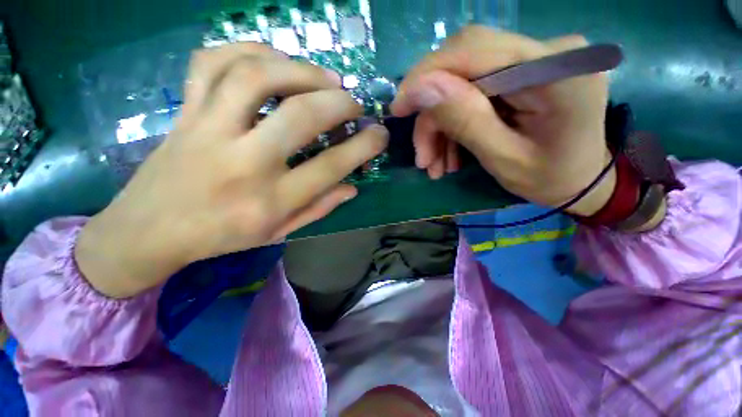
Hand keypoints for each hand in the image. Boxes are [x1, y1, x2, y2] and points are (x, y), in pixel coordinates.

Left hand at [76, 43, 388, 297]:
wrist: (149, 229)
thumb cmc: (222, 237)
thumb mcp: (278, 232)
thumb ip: (319, 208)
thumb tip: (351, 187)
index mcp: (271, 200)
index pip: (331, 167)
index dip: (363, 147)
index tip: (380, 135)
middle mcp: (244, 161)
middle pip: (300, 116)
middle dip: (340, 104)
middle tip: (355, 103)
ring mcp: (209, 129)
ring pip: (257, 77)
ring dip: (301, 69)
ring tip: (326, 77)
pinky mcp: (186, 112)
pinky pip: (212, 62)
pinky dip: (249, 50)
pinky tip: (275, 60)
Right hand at [391, 27, 614, 215]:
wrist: (580, 180)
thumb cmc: (550, 179)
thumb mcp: (503, 160)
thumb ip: (466, 120)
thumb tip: (421, 89)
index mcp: (556, 70)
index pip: (473, 49)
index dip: (426, 76)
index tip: (398, 108)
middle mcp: (547, 51)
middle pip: (463, 65)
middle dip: (433, 113)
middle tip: (422, 155)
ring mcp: (535, 59)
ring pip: (462, 83)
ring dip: (441, 126)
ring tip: (435, 164)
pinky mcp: (523, 73)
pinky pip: (473, 92)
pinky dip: (454, 123)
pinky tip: (449, 153)